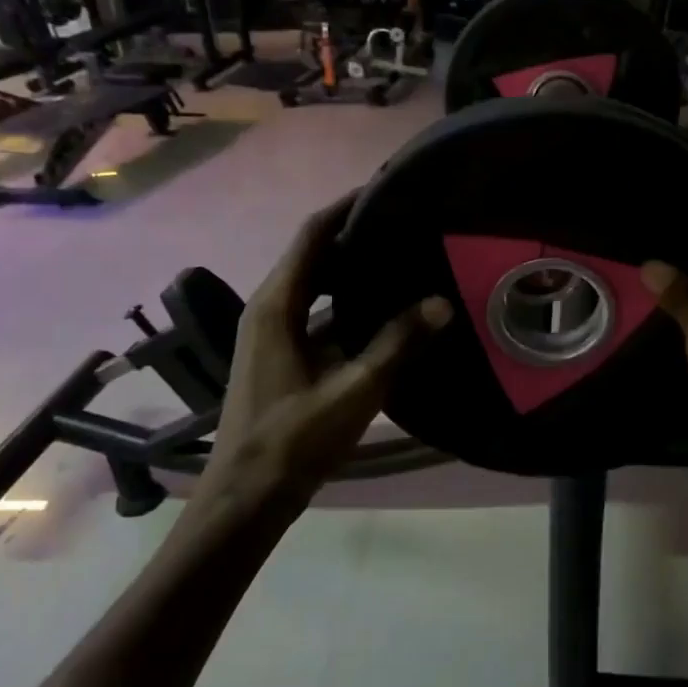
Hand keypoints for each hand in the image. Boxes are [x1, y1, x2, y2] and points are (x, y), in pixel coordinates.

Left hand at [207, 195, 450, 507]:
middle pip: (312, 254)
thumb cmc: (293, 441)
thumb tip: (442, 302)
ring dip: (349, 267)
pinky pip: (314, 309)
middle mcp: (267, 309)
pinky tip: (380, 309)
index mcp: (275, 306)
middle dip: (353, 233)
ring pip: (313, 283)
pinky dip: (343, 299)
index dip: (346, 206)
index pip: (312, 236)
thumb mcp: (353, 392)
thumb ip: (397, 344)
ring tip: (398, 256)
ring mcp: (270, 333)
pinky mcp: (279, 354)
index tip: (386, 187)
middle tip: (404, 222)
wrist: (245, 499)